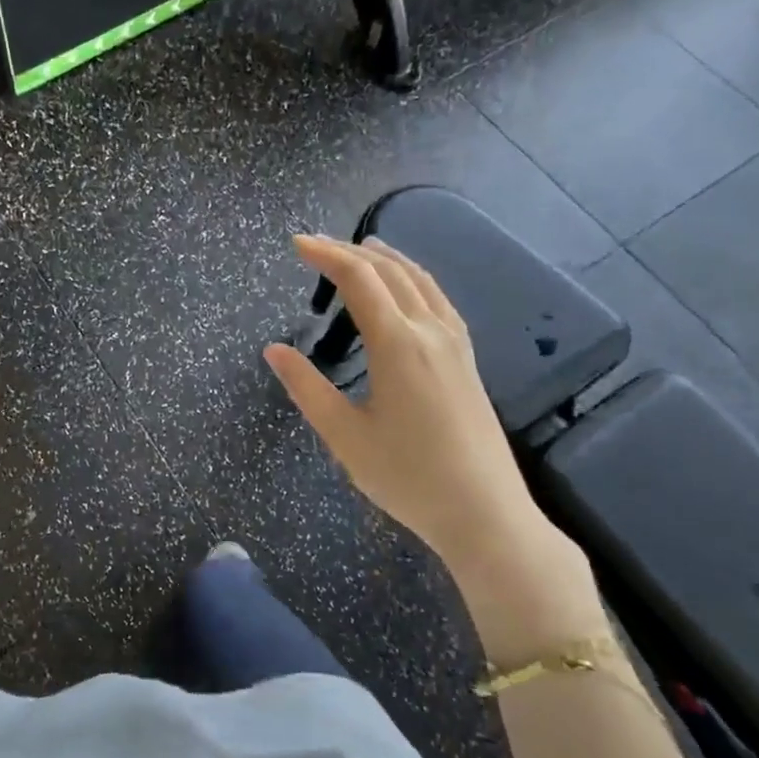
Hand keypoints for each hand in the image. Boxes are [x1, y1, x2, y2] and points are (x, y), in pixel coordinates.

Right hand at [265, 235, 602, 643]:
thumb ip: (306, 387)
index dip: (326, 255)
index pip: (359, 279)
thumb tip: (273, 349)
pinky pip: (438, 299)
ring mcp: (455, 344)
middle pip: (390, 271)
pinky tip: (406, 290)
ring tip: (360, 249)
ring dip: (386, 259)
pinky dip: (413, 278)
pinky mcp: (467, 360)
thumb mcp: (344, 435)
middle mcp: (430, 331)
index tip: (296, 244)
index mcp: (398, 344)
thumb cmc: (407, 477)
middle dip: (350, 251)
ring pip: (420, 280)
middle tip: (315, 246)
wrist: (485, 513)